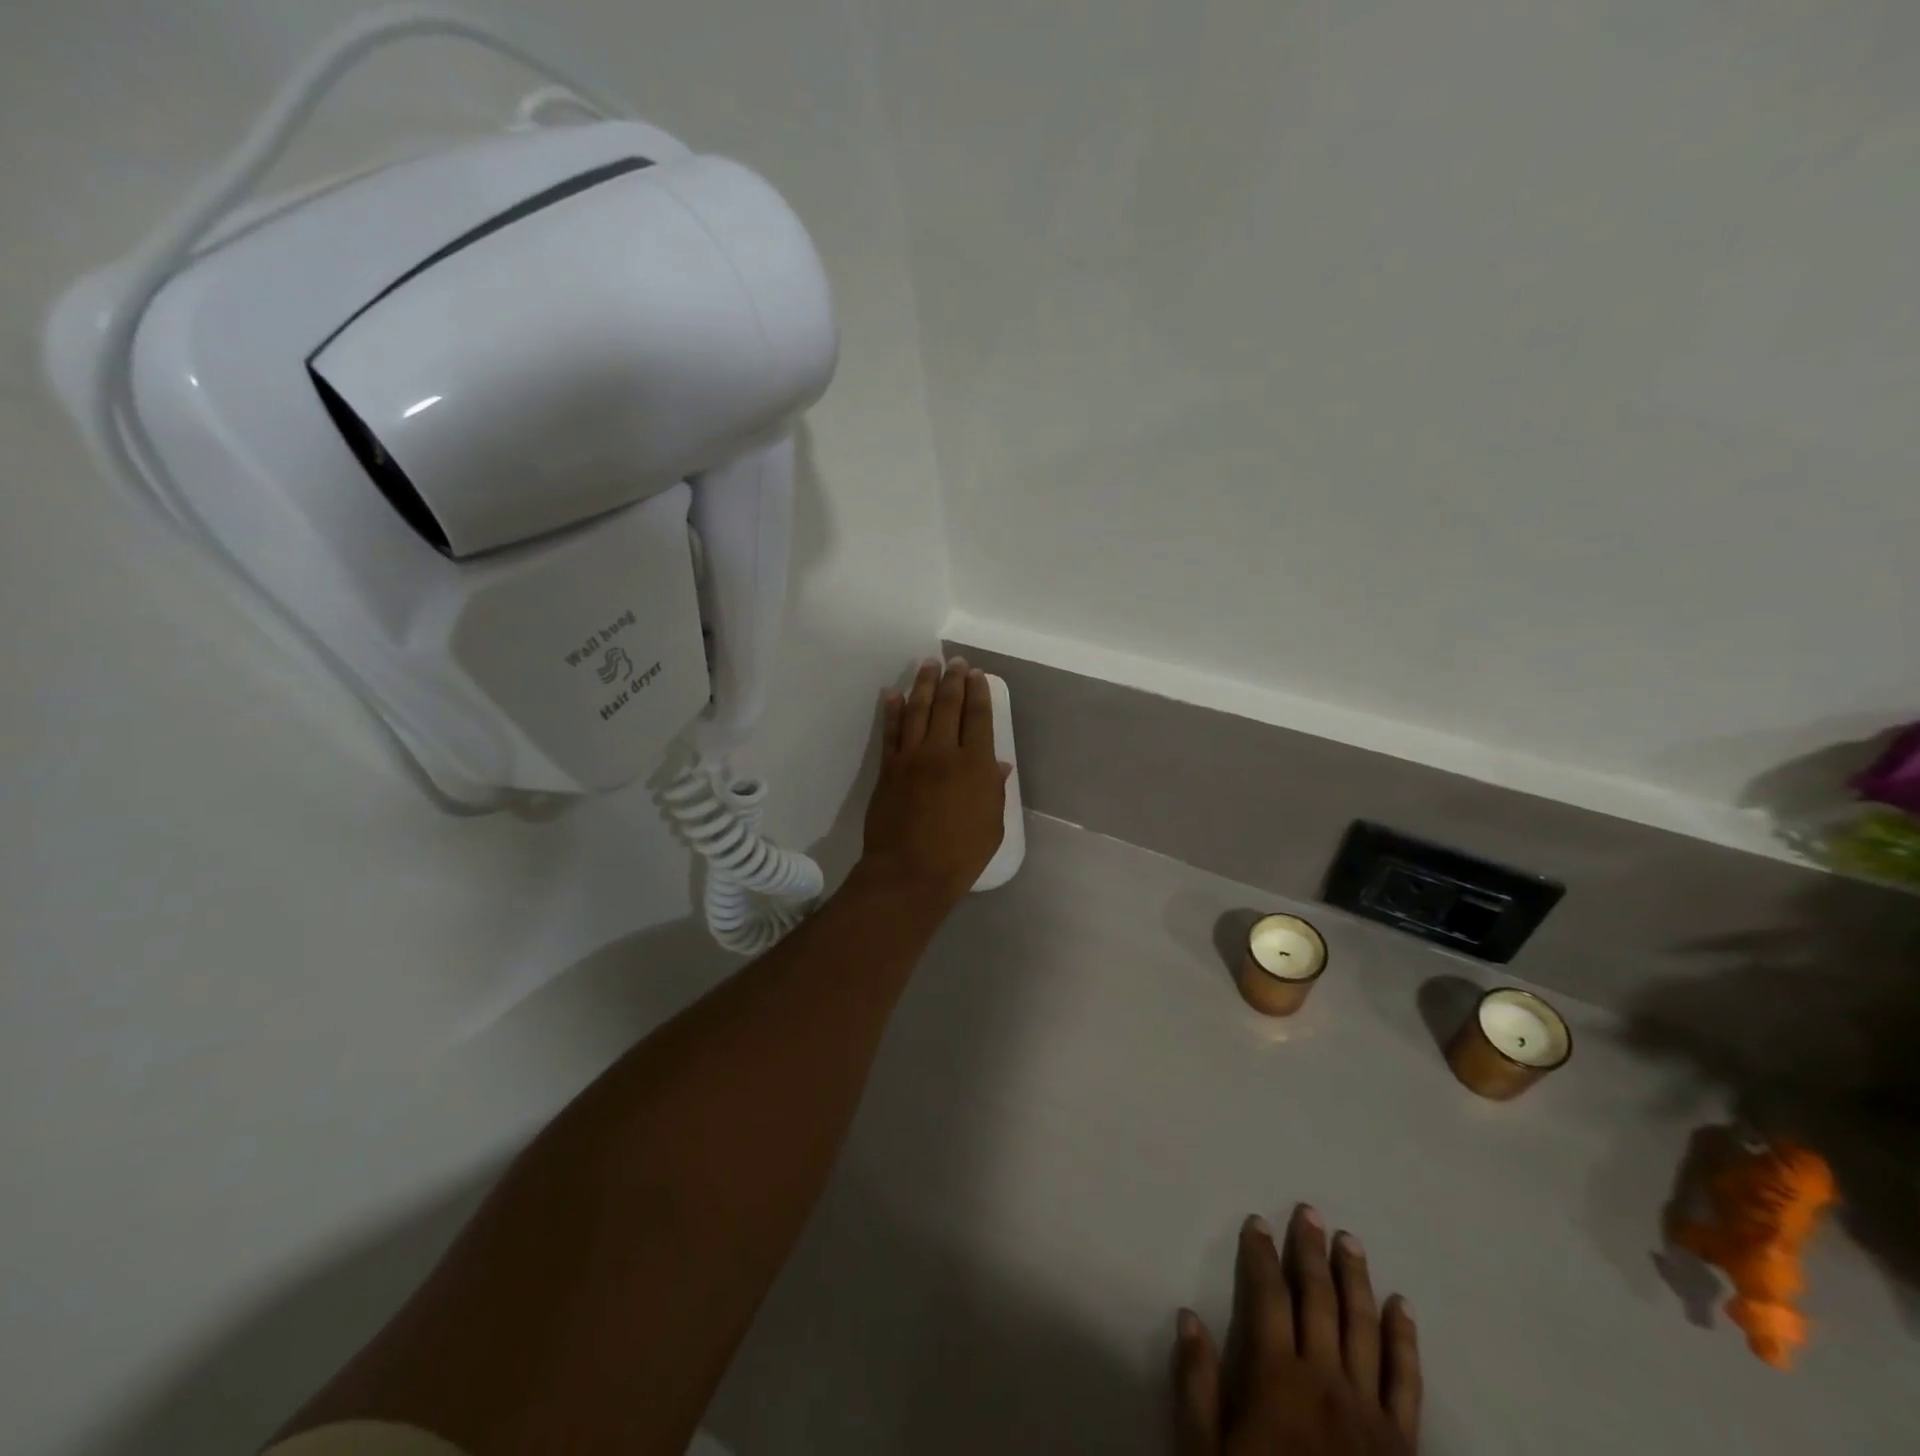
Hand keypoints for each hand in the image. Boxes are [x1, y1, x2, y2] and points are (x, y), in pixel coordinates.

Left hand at [861, 657, 1010, 908]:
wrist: (909, 872)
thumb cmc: (960, 855)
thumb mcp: (991, 825)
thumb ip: (993, 790)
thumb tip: (997, 764)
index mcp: (974, 765)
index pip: (978, 718)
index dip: (978, 693)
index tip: (977, 675)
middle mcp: (943, 752)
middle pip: (947, 706)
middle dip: (952, 679)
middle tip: (954, 661)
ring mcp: (911, 758)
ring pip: (917, 710)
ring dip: (922, 684)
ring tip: (927, 664)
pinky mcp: (888, 769)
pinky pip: (891, 732)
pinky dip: (892, 711)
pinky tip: (893, 694)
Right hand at [1174, 1207, 1420, 1454]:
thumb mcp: (1206, 1454)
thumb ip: (1196, 1387)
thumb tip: (1188, 1317)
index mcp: (1277, 1378)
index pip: (1268, 1296)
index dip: (1261, 1255)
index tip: (1257, 1222)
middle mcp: (1325, 1380)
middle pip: (1318, 1299)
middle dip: (1310, 1251)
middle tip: (1309, 1211)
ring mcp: (1368, 1409)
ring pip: (1362, 1326)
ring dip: (1355, 1278)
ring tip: (1349, 1241)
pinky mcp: (1403, 1440)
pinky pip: (1406, 1380)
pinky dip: (1404, 1338)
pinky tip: (1401, 1306)